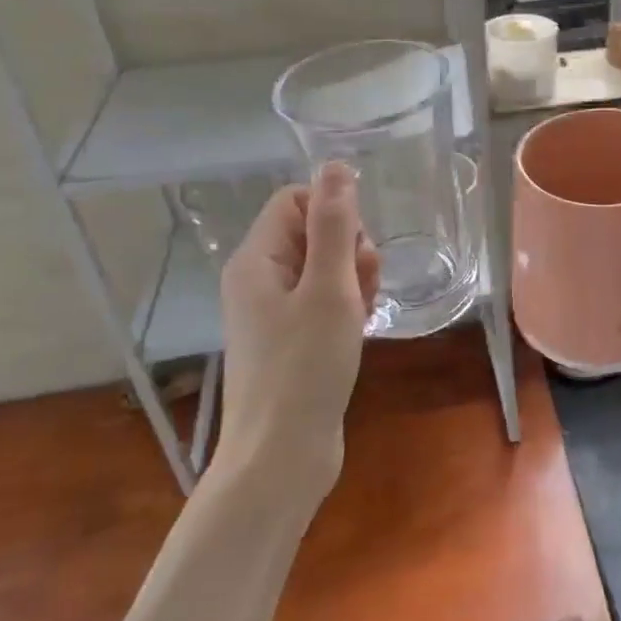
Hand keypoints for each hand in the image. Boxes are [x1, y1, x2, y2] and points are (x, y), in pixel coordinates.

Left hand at [213, 162, 380, 493]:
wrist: (282, 455)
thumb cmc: (306, 366)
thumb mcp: (328, 288)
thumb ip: (334, 225)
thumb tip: (335, 165)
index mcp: (256, 260)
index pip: (295, 200)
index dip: (333, 212)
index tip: (356, 248)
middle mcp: (258, 280)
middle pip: (310, 233)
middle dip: (347, 248)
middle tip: (363, 285)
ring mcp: (272, 313)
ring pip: (322, 269)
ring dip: (353, 278)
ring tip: (364, 311)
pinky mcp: (290, 340)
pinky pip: (322, 302)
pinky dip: (346, 306)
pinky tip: (360, 327)